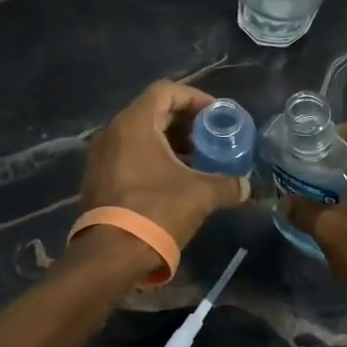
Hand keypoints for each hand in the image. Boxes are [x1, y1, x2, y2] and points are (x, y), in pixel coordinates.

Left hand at [80, 81, 248, 248]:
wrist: (110, 256)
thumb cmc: (156, 211)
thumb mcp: (200, 195)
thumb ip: (227, 184)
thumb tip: (247, 186)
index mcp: (134, 124)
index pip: (166, 91)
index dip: (194, 98)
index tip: (216, 116)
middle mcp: (113, 133)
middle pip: (153, 112)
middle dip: (186, 123)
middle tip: (211, 138)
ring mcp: (102, 157)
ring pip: (141, 135)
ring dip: (171, 143)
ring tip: (198, 161)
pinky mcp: (99, 179)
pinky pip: (130, 155)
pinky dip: (154, 159)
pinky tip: (176, 180)